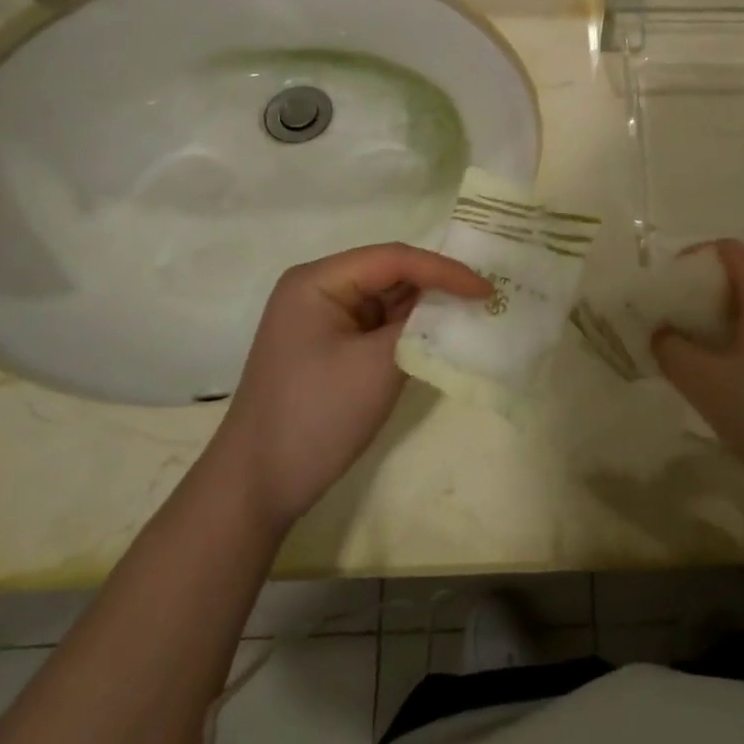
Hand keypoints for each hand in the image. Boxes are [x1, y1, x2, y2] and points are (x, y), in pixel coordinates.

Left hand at [208, 243, 489, 533]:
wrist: (257, 485)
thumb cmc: (315, 417)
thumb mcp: (377, 366)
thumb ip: (420, 325)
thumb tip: (453, 304)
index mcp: (318, 280)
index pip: (393, 259)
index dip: (444, 270)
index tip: (486, 289)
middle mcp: (317, 289)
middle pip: (389, 273)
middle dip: (436, 285)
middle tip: (485, 297)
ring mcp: (322, 318)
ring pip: (385, 299)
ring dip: (425, 308)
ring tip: (472, 313)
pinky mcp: (329, 346)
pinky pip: (376, 325)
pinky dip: (408, 330)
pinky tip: (439, 336)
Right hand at [653, 241, 743, 513]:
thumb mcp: (706, 384)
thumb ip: (671, 350)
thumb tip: (659, 331)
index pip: (730, 250)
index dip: (695, 256)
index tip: (667, 285)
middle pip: (739, 278)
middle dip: (699, 292)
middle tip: (668, 320)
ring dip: (714, 322)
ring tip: (687, 351)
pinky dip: (735, 344)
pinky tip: (720, 381)